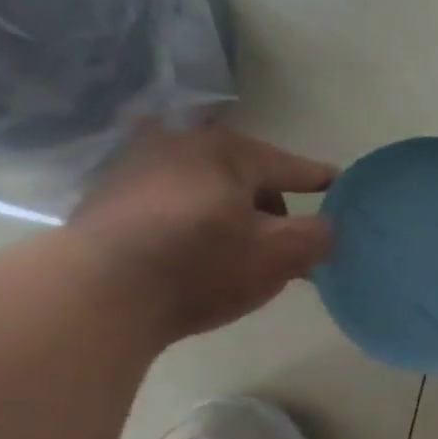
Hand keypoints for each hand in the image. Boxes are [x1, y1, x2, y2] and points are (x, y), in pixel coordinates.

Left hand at [69, 123, 336, 339]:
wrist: (95, 293)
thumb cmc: (201, 264)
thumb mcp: (280, 255)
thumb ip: (317, 236)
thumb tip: (325, 227)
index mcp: (227, 150)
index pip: (292, 166)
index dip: (322, 180)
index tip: (342, 186)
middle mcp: (179, 145)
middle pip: (247, 177)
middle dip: (271, 206)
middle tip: (286, 243)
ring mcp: (136, 169)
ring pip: (208, 191)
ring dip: (231, 216)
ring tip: (240, 254)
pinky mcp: (106, 201)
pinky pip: (173, 207)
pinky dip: (194, 224)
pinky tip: (197, 257)